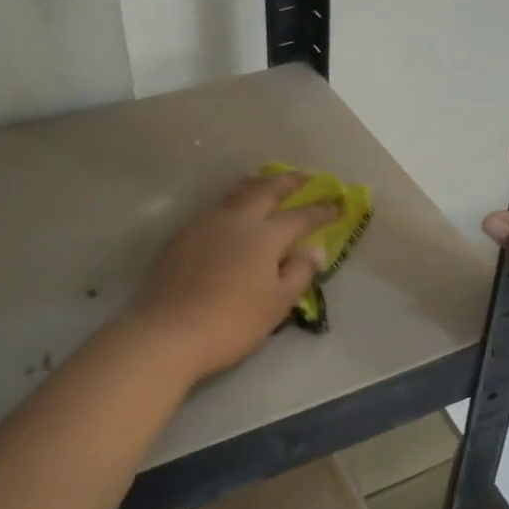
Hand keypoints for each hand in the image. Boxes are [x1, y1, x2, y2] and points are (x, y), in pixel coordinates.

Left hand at [130, 173, 340, 385]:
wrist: (168, 332)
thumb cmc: (232, 322)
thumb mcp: (277, 304)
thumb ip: (299, 273)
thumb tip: (315, 250)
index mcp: (265, 235)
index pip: (301, 216)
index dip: (322, 210)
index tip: (340, 202)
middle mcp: (236, 219)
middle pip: (267, 190)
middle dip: (290, 181)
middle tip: (306, 176)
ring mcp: (205, 224)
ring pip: (237, 193)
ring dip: (259, 183)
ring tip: (269, 180)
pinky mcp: (183, 236)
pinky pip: (216, 208)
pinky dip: (234, 201)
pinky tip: (233, 213)